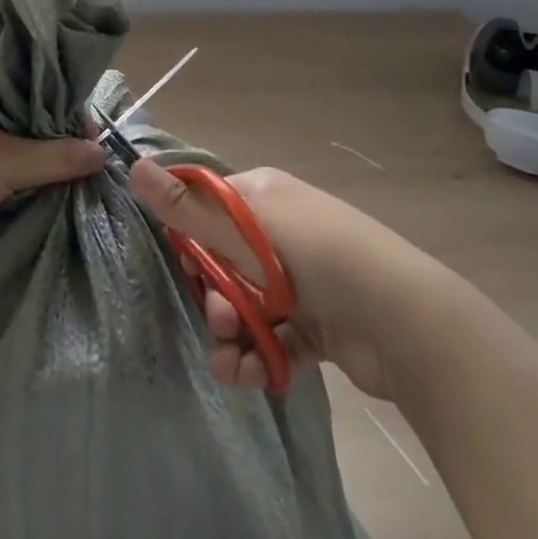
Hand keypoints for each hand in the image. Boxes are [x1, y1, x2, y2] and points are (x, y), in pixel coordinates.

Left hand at [0, 70, 105, 247]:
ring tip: (51, 156)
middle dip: (45, 117)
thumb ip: (58, 158)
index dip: (61, 94)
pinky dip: (2, 144)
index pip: (30, 68)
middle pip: (16, 92)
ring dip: (23, 133)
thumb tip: (102, 152)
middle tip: (71, 144)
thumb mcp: (9, 165)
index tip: (81, 125)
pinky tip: (18, 163)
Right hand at [129, 160, 414, 400]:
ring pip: (244, 305)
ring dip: (230, 332)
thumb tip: (134, 163)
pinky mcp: (316, 324)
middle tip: (218, 316)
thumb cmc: (316, 256)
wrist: (403, 320)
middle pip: (221, 262)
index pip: (207, 208)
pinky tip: (247, 375)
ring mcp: (300, 280)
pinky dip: (256, 356)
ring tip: (231, 356)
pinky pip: (272, 337)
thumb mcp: (245, 229)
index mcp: (262, 197)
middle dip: (211, 294)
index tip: (182, 265)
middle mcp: (279, 232)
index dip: (188, 238)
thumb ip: (187, 206)